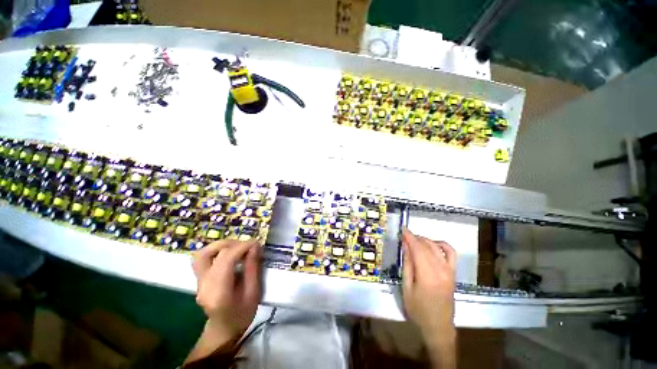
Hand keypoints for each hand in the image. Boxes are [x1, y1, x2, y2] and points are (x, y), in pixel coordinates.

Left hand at [186, 240, 261, 361]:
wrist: (224, 330)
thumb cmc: (242, 314)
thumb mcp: (254, 293)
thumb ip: (253, 268)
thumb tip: (255, 246)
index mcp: (218, 292)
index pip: (225, 260)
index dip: (241, 247)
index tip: (257, 243)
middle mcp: (204, 285)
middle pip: (209, 254)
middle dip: (231, 244)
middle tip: (247, 245)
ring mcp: (198, 282)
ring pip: (202, 254)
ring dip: (221, 245)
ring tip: (237, 246)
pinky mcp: (199, 278)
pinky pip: (203, 258)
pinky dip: (217, 251)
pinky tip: (230, 253)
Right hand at [401, 229, 456, 367]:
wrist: (438, 327)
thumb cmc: (418, 310)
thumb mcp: (407, 288)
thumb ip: (407, 265)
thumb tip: (406, 246)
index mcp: (427, 275)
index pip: (418, 249)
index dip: (409, 237)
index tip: (402, 229)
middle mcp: (440, 270)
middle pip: (426, 246)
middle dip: (415, 238)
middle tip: (405, 236)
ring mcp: (449, 271)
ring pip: (437, 247)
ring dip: (425, 240)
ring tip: (414, 239)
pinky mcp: (453, 273)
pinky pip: (451, 254)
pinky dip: (443, 245)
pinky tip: (434, 244)